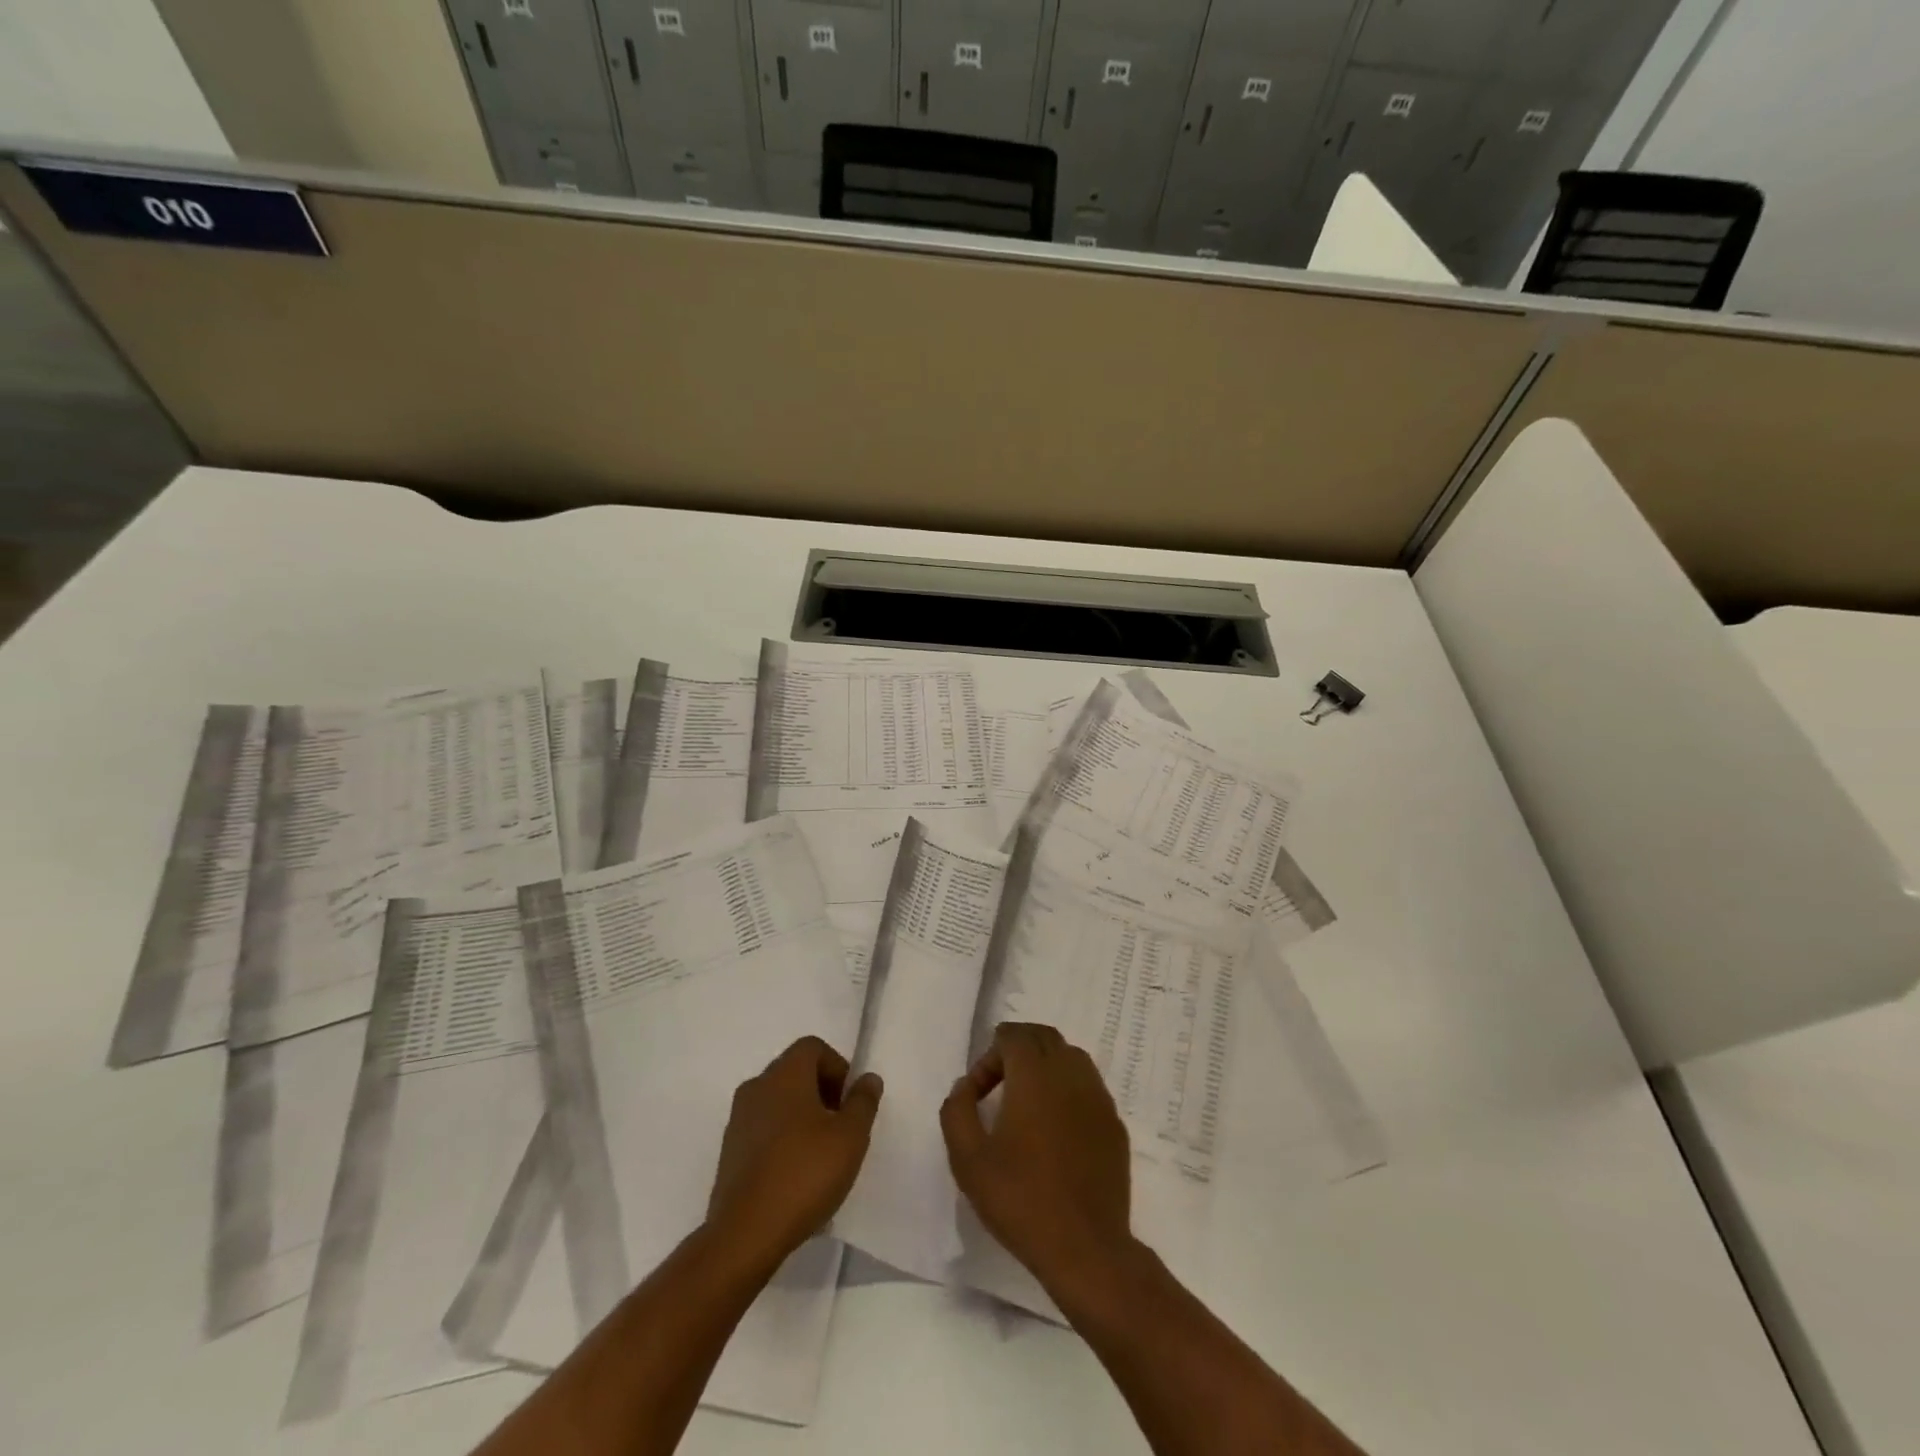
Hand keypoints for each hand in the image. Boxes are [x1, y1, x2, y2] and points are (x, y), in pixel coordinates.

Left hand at [706, 1036, 881, 1271]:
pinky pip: (762, 1130)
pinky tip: (795, 1175)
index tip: (849, 1102)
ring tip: (820, 1155)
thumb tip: (868, 1078)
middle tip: (840, 1128)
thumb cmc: (805, 1174)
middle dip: (822, 1092)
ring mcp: (737, 1120)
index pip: (812, 1047)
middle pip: (794, 1072)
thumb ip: (863, 1102)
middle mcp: (756, 1087)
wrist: (745, 1234)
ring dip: (801, 1116)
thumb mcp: (850, 1137)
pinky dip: (782, 1139)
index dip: (837, 1067)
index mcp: (784, 1074)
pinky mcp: (728, 1152)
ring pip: (778, 1102)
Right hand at [940, 1022, 1133, 1296]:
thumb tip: (964, 1086)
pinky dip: (1069, 1089)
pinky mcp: (1114, 1124)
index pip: (1013, 1036)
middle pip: (1044, 1036)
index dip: (990, 1054)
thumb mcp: (968, 1159)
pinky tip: (1056, 1127)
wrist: (1085, 1248)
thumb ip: (957, 1110)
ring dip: (1046, 1065)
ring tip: (1027, 1100)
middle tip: (999, 1082)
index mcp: (1035, 1075)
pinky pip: (1089, 1086)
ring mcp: (1098, 1097)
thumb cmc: (1020, 1200)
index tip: (978, 1093)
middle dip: (1018, 1048)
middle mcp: (1070, 1074)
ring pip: (1071, 1056)